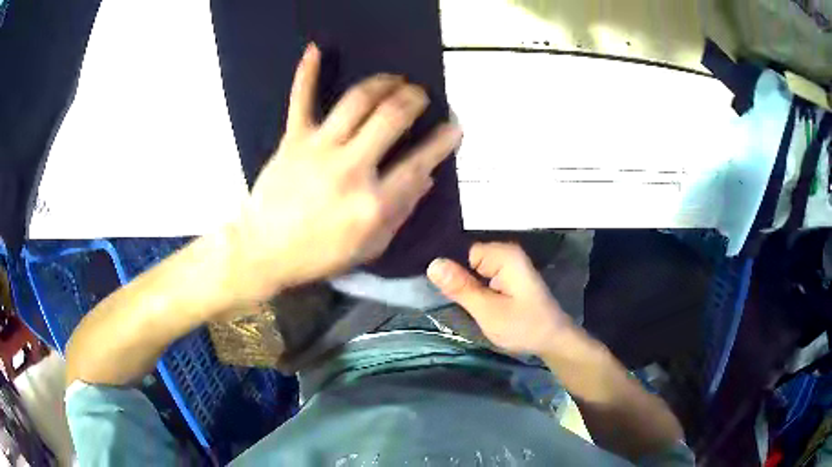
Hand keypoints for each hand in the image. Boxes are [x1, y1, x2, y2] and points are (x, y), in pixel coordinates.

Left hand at [230, 44, 461, 301]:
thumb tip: (426, 178)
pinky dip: (307, 73)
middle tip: (420, 94)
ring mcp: (318, 149)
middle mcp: (350, 168)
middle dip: (414, 99)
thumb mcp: (370, 247)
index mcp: (373, 202)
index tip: (454, 127)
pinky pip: (301, 100)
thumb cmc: (320, 254)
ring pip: (357, 101)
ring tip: (394, 79)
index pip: (420, 161)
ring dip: (382, 83)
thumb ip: (401, 212)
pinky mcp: (293, 140)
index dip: (443, 141)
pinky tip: (316, 49)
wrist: (265, 251)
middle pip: (391, 118)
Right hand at [427, 242, 573, 356]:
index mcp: (504, 255)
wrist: (553, 341)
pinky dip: (476, 289)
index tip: (447, 292)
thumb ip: (461, 287)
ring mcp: (508, 264)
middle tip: (456, 302)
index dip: (452, 272)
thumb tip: (432, 263)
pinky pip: (482, 276)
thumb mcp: (488, 311)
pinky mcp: (508, 276)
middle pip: (467, 259)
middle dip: (459, 279)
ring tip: (464, 304)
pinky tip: (475, 303)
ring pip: (473, 269)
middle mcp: (507, 253)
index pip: (461, 251)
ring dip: (467, 286)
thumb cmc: (523, 327)